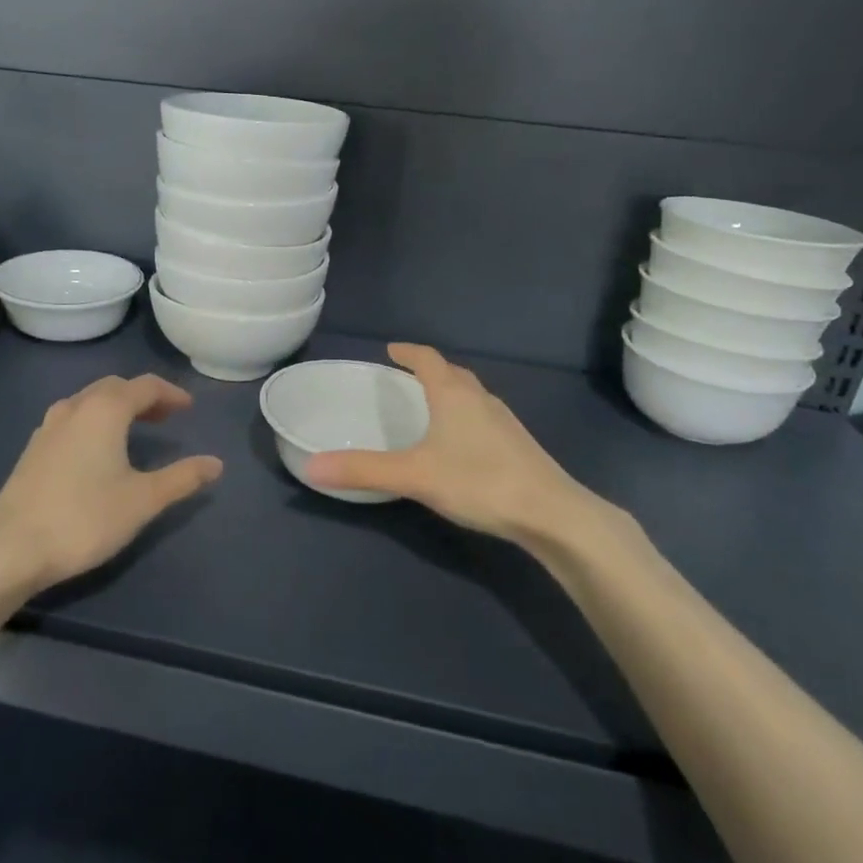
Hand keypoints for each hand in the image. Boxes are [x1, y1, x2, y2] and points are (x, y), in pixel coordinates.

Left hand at [0, 374, 222, 590]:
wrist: (12, 547)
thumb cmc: (85, 518)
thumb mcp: (143, 500)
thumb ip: (182, 478)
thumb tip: (216, 463)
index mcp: (104, 410)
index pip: (145, 386)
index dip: (171, 393)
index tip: (189, 408)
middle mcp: (75, 407)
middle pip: (114, 387)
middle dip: (143, 396)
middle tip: (165, 416)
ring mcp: (48, 426)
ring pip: (89, 401)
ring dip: (116, 406)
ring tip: (134, 429)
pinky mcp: (33, 448)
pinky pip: (72, 418)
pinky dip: (93, 420)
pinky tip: (96, 449)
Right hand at [307, 344, 640, 560]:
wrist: (552, 513)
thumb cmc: (479, 481)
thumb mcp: (414, 475)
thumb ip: (363, 470)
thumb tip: (311, 467)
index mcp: (453, 394)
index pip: (427, 359)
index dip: (408, 352)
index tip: (391, 349)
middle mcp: (480, 399)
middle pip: (452, 373)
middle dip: (428, 370)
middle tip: (405, 377)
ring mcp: (504, 421)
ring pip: (471, 395)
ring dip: (449, 392)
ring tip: (430, 406)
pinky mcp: (518, 444)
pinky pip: (483, 416)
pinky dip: (465, 416)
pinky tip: (461, 443)